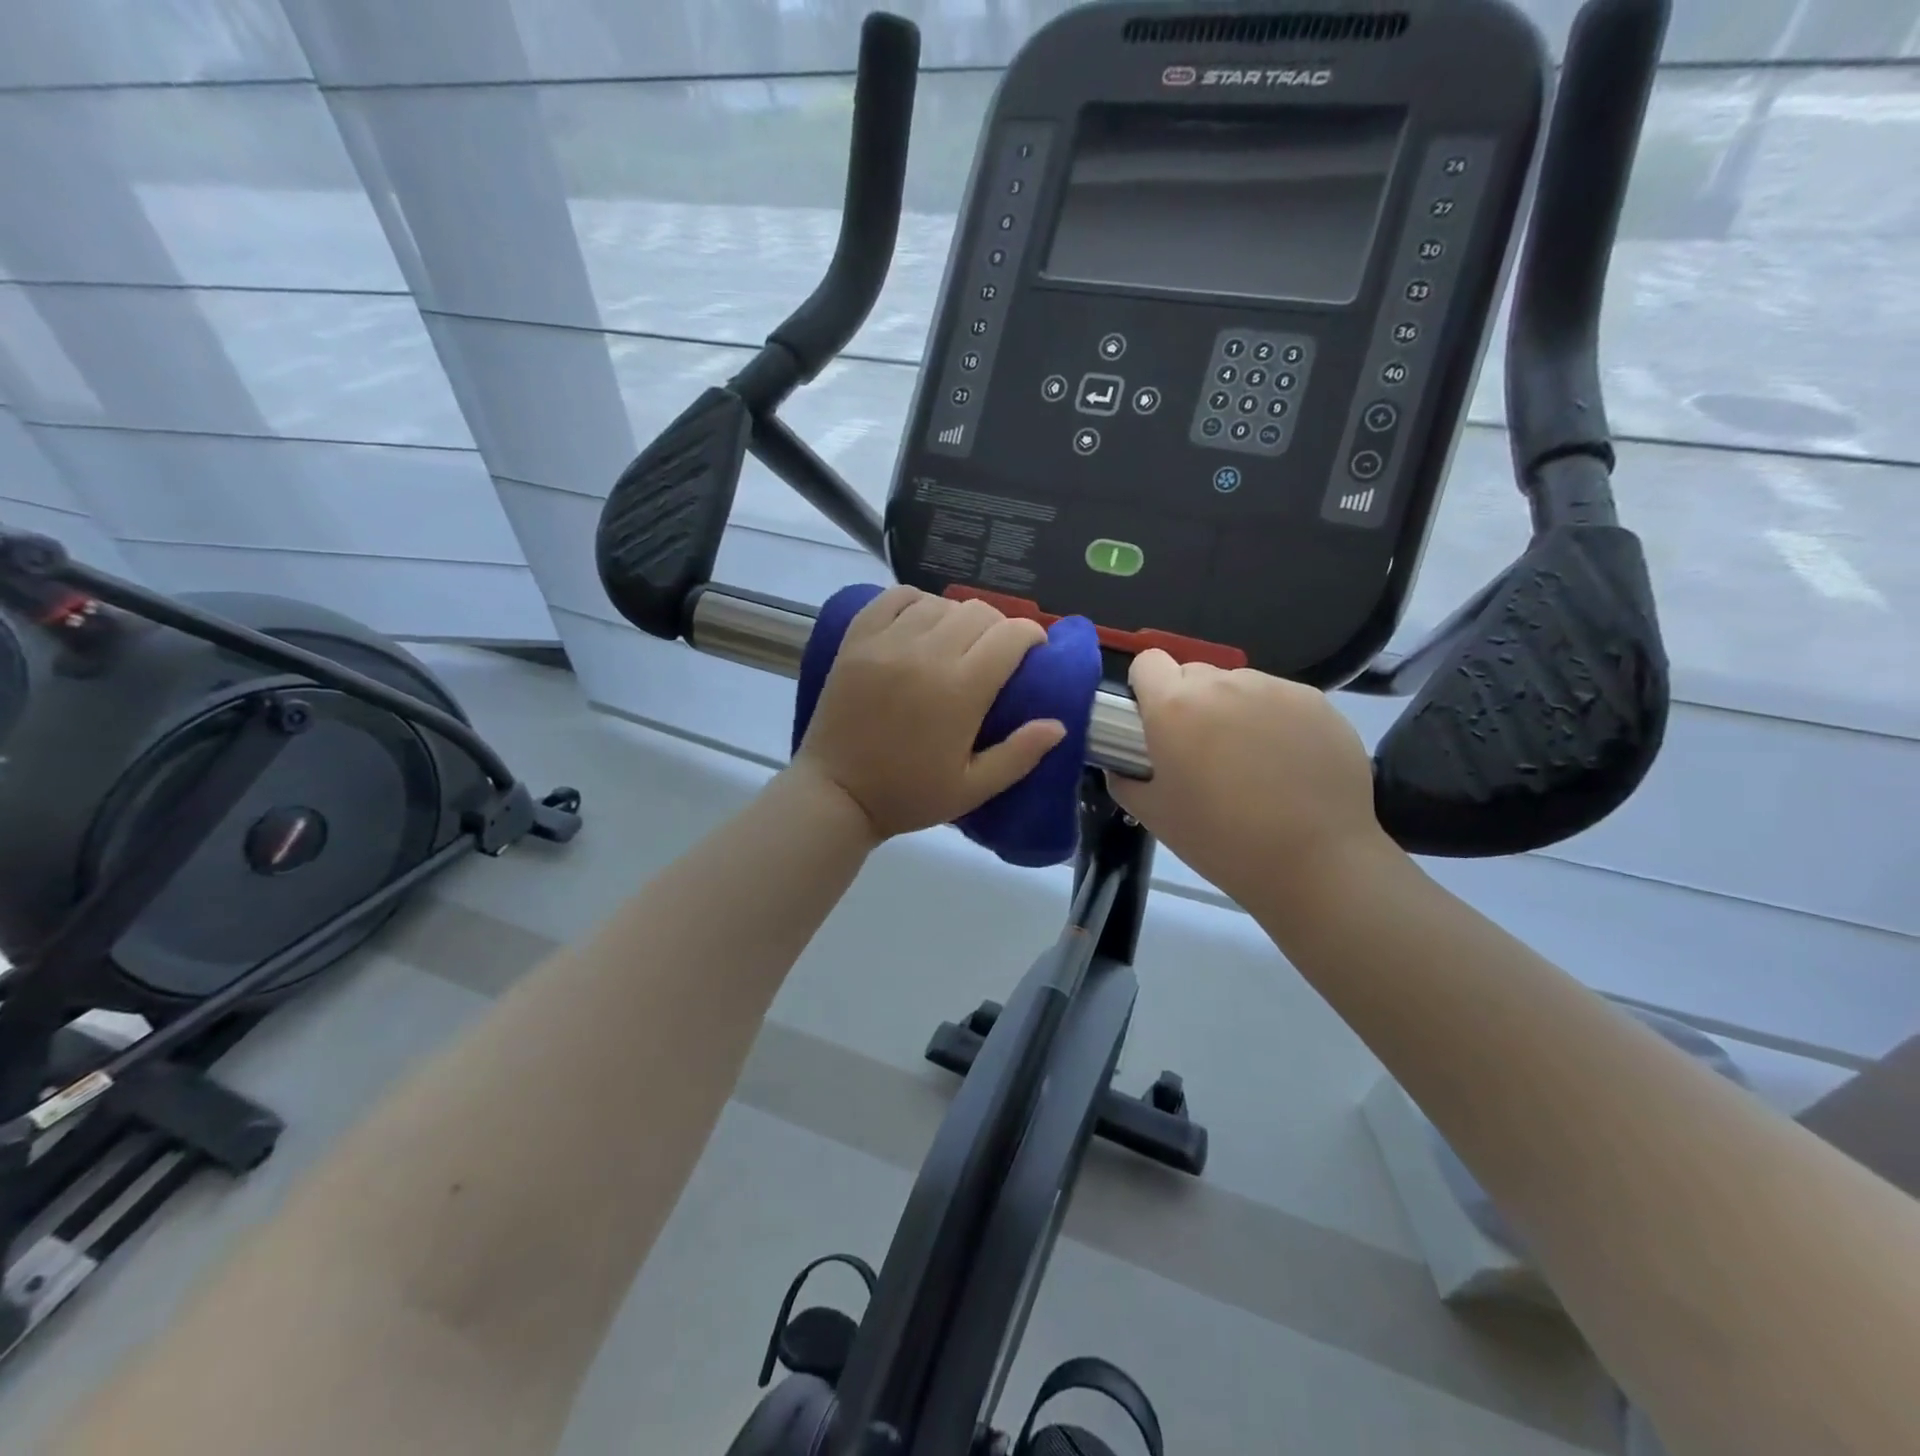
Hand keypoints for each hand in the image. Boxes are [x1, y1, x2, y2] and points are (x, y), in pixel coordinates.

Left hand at [793, 587, 1066, 840]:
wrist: (835, 793)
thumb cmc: (907, 795)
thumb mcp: (972, 789)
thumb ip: (1019, 755)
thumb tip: (1058, 724)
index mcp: (960, 690)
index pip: (1011, 635)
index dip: (1032, 637)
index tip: (1033, 654)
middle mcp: (926, 654)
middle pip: (980, 612)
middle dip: (999, 628)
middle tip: (995, 654)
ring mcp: (887, 642)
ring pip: (941, 602)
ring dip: (959, 617)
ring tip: (956, 642)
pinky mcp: (857, 638)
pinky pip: (895, 597)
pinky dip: (917, 603)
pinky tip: (921, 624)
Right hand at [1106, 650, 1390, 920]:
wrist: (1314, 862)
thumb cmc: (1220, 840)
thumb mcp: (1153, 815)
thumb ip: (1126, 779)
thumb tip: (1124, 765)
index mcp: (1174, 706)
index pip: (1147, 661)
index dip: (1146, 688)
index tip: (1154, 722)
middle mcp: (1222, 684)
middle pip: (1193, 673)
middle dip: (1189, 702)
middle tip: (1201, 751)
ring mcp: (1274, 688)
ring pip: (1239, 685)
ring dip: (1233, 710)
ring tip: (1251, 762)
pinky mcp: (1316, 702)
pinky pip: (1280, 699)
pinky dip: (1275, 721)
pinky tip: (1288, 765)